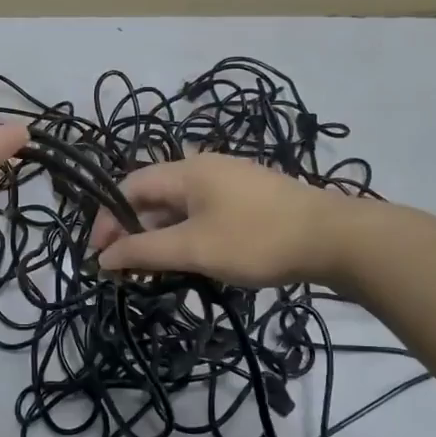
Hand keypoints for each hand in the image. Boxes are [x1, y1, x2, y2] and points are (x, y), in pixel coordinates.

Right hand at [88, 154, 354, 287]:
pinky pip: (203, 213)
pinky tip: (193, 260)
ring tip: (157, 270)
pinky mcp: (249, 199)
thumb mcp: (194, 249)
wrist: (334, 239)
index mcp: (186, 170)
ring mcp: (230, 181)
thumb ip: (144, 252)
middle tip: (128, 268)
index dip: (108, 219)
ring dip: (161, 236)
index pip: (129, 186)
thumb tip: (103, 257)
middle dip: (134, 230)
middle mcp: (204, 167)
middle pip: (154, 195)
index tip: (102, 256)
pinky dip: (187, 234)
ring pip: (179, 206)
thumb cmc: (256, 240)